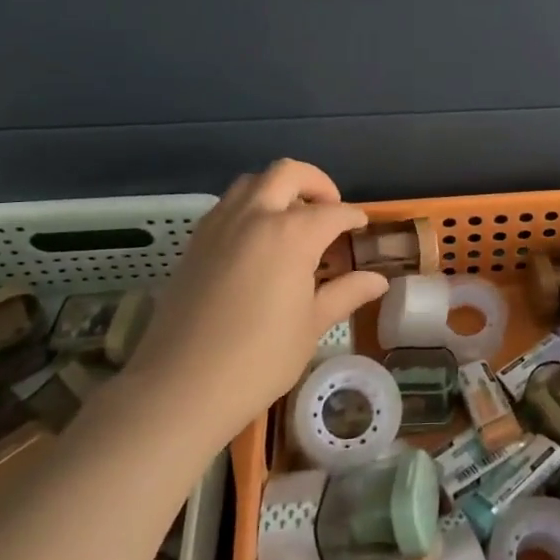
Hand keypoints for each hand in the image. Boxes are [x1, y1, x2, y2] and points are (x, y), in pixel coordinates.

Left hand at [125, 160, 387, 445]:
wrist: (180, 386)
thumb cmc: (259, 359)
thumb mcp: (312, 326)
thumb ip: (346, 293)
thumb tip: (378, 281)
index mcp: (292, 234)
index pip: (333, 212)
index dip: (352, 217)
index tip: (362, 227)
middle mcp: (255, 216)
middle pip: (288, 173)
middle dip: (316, 183)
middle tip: (329, 209)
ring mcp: (219, 225)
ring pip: (252, 182)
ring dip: (278, 189)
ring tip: (292, 220)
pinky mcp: (195, 242)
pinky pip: (227, 205)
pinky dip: (249, 206)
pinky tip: (258, 240)